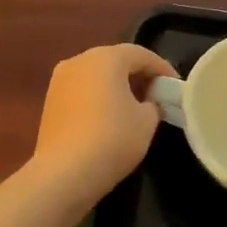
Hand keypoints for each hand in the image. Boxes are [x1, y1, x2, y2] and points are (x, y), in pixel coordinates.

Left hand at [32, 44, 177, 203]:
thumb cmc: (113, 139)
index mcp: (105, 57)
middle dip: (138, 75)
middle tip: (157, 95)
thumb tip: (149, 103)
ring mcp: (59, 80)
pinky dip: (99, 97)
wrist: (64, 172)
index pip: (141, 54)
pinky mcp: (50, 101)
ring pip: (96, 75)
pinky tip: (110, 117)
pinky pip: (82, 91)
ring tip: (135, 107)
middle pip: (116, 61)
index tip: (176, 87)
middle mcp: (79, 60)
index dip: (163, 69)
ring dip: (117, 86)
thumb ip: (154, 104)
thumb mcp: (147, 121)